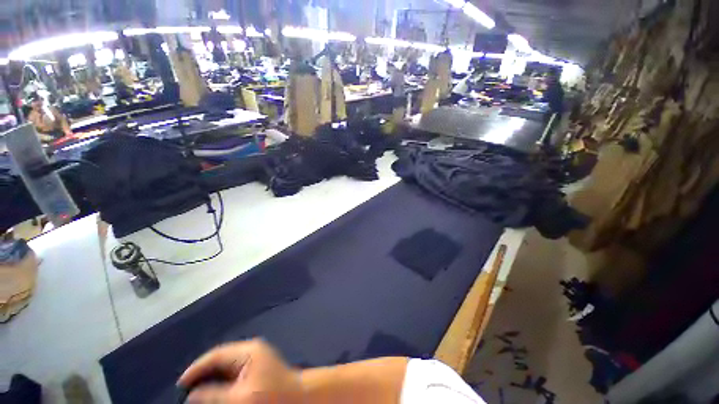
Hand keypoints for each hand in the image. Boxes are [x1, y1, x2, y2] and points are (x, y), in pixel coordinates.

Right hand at [178, 339, 303, 402]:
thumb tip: (192, 395)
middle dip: (203, 372)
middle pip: (221, 358)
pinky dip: (222, 379)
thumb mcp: (239, 398)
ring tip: (196, 390)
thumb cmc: (271, 397)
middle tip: (186, 389)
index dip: (197, 368)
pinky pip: (234, 370)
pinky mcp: (257, 366)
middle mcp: (252, 349)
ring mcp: (256, 356)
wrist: (299, 397)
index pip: (216, 354)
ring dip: (211, 376)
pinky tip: (214, 390)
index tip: (181, 383)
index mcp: (249, 351)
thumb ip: (214, 395)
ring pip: (226, 364)